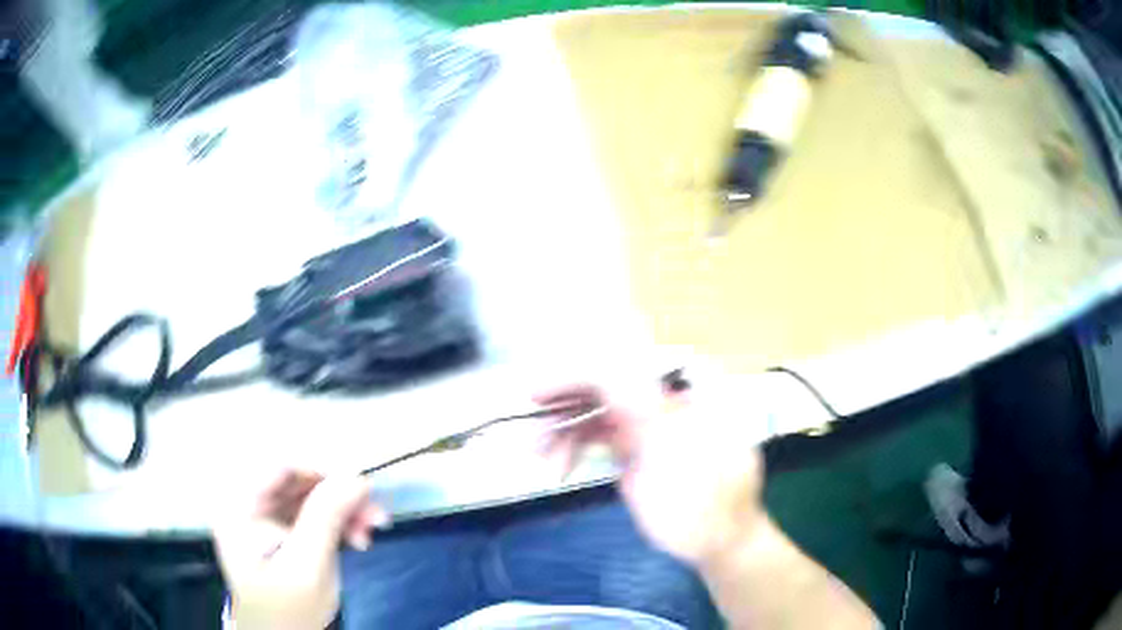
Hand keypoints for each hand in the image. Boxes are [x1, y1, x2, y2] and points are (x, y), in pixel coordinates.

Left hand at [213, 470, 388, 629]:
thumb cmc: (288, 610)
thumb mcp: (307, 567)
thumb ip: (325, 518)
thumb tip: (357, 477)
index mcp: (240, 507)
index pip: (278, 466)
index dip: (320, 468)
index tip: (359, 485)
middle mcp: (250, 505)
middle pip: (298, 480)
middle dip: (339, 494)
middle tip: (375, 513)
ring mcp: (266, 518)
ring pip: (310, 496)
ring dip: (344, 509)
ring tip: (372, 529)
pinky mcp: (283, 531)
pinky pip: (314, 514)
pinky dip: (339, 522)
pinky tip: (358, 539)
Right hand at [536, 374, 769, 565]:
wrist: (717, 538)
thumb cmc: (711, 495)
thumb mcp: (682, 453)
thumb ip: (645, 410)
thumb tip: (608, 373)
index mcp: (686, 384)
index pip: (629, 362)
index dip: (584, 369)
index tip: (546, 390)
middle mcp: (661, 393)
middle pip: (606, 381)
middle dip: (568, 397)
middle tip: (534, 410)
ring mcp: (645, 419)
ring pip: (593, 409)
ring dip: (562, 426)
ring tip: (537, 451)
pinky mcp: (630, 446)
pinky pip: (592, 434)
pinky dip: (571, 446)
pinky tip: (557, 466)